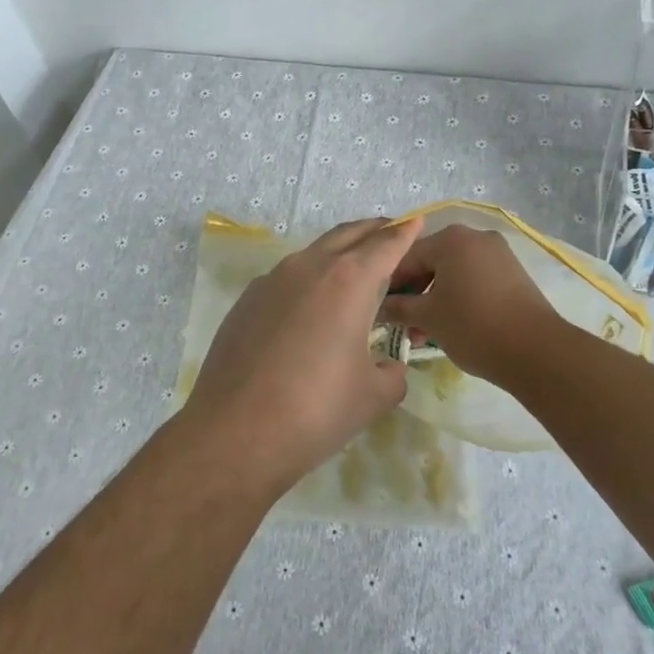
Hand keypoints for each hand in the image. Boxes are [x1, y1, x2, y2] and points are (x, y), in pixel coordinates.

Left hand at [183, 217, 422, 496]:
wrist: (235, 432)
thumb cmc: (316, 411)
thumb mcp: (374, 396)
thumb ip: (393, 372)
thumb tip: (389, 366)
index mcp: (349, 280)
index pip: (386, 243)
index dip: (406, 232)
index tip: (418, 221)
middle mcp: (309, 267)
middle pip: (349, 234)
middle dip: (374, 231)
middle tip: (392, 234)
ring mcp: (272, 280)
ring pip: (315, 252)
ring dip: (340, 252)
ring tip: (355, 269)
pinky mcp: (247, 299)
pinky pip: (287, 276)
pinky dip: (309, 277)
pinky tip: (311, 306)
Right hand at [378, 224, 564, 382]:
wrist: (536, 351)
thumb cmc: (473, 326)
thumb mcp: (428, 317)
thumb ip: (399, 307)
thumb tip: (380, 306)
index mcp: (451, 239)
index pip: (407, 256)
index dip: (390, 283)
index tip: (379, 308)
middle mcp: (475, 237)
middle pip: (432, 262)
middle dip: (414, 293)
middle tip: (402, 324)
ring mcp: (498, 254)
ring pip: (454, 273)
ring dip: (435, 299)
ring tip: (425, 333)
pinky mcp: (513, 274)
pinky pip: (475, 279)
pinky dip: (458, 298)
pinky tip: (451, 326)